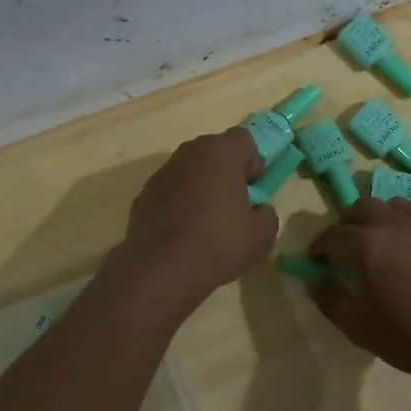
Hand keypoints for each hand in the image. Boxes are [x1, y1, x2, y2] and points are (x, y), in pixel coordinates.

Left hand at [121, 129, 278, 303]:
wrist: (161, 270)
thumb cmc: (219, 243)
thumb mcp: (262, 235)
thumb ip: (266, 213)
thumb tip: (257, 210)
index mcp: (220, 152)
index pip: (245, 140)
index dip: (254, 163)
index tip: (254, 190)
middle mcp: (189, 152)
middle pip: (216, 152)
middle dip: (227, 172)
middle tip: (234, 205)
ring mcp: (162, 172)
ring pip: (191, 171)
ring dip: (202, 186)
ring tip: (207, 222)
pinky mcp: (143, 195)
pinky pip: (171, 191)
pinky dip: (180, 203)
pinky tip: (184, 232)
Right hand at [307, 199, 410, 379]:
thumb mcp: (359, 328)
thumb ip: (330, 300)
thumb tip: (316, 280)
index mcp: (367, 244)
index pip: (332, 235)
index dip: (320, 248)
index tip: (319, 260)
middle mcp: (396, 222)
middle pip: (363, 207)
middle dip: (350, 223)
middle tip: (350, 246)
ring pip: (397, 206)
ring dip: (385, 220)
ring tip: (388, 242)